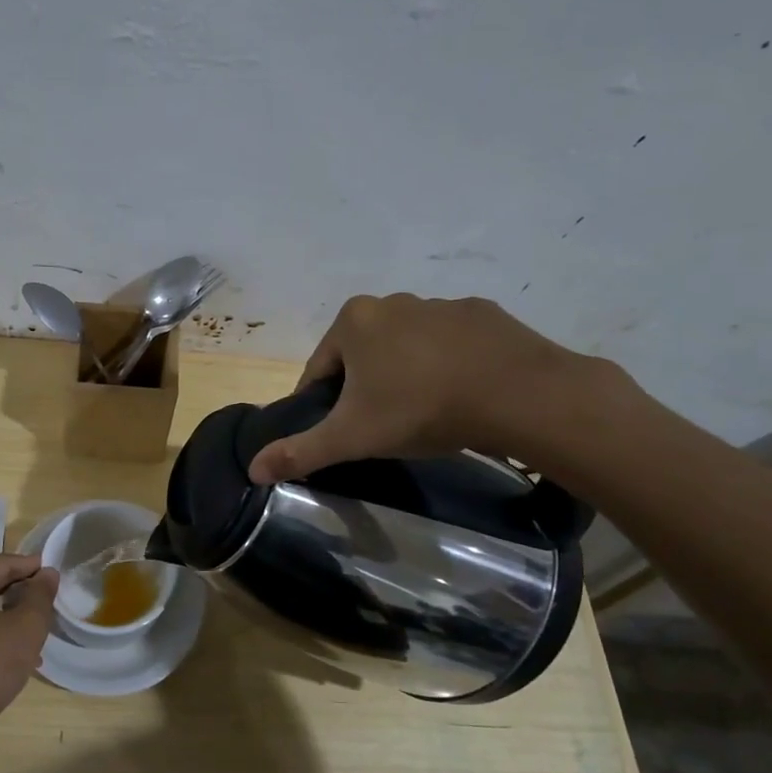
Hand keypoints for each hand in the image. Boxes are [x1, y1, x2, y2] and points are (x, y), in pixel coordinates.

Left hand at [0, 553, 58, 732]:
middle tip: (50, 597)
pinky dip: (1, 631)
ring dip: (15, 612)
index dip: (30, 565)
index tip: (55, 573)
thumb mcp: (26, 627)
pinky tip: (22, 653)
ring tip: (40, 625)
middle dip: (23, 589)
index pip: (2, 563)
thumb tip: (47, 573)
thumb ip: (40, 595)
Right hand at [248, 294, 610, 483]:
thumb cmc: (420, 409)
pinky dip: (448, 366)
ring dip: (406, 376)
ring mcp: (442, 304)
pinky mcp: (484, 315)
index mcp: (354, 321)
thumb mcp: (352, 436)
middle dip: (366, 388)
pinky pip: (451, 345)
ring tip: (426, 415)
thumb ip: (300, 450)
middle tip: (385, 427)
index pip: (320, 369)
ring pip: (407, 348)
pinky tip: (462, 396)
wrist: (519, 395)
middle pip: (363, 355)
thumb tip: (252, 470)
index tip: (342, 432)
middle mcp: (393, 302)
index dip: (324, 404)